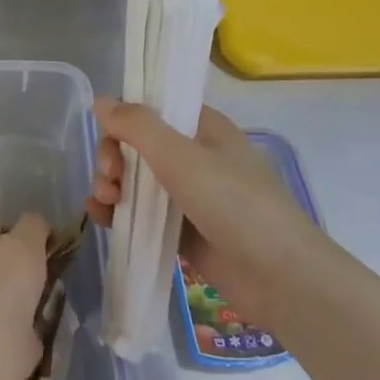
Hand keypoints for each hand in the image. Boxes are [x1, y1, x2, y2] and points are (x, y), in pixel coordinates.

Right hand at [87, 97, 321, 310]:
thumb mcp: (182, 158)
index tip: (110, 139)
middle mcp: (194, 156)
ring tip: (105, 203)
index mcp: (202, 129)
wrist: (280, 278)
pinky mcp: (180, 230)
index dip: (124, 119)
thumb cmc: (235, 205)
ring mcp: (186, 195)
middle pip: (136, 145)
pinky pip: (139, 212)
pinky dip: (117, 211)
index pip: (152, 109)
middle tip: (110, 178)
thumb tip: (100, 101)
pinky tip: (102, 218)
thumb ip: (138, 126)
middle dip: (113, 157)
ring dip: (110, 184)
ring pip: (134, 179)